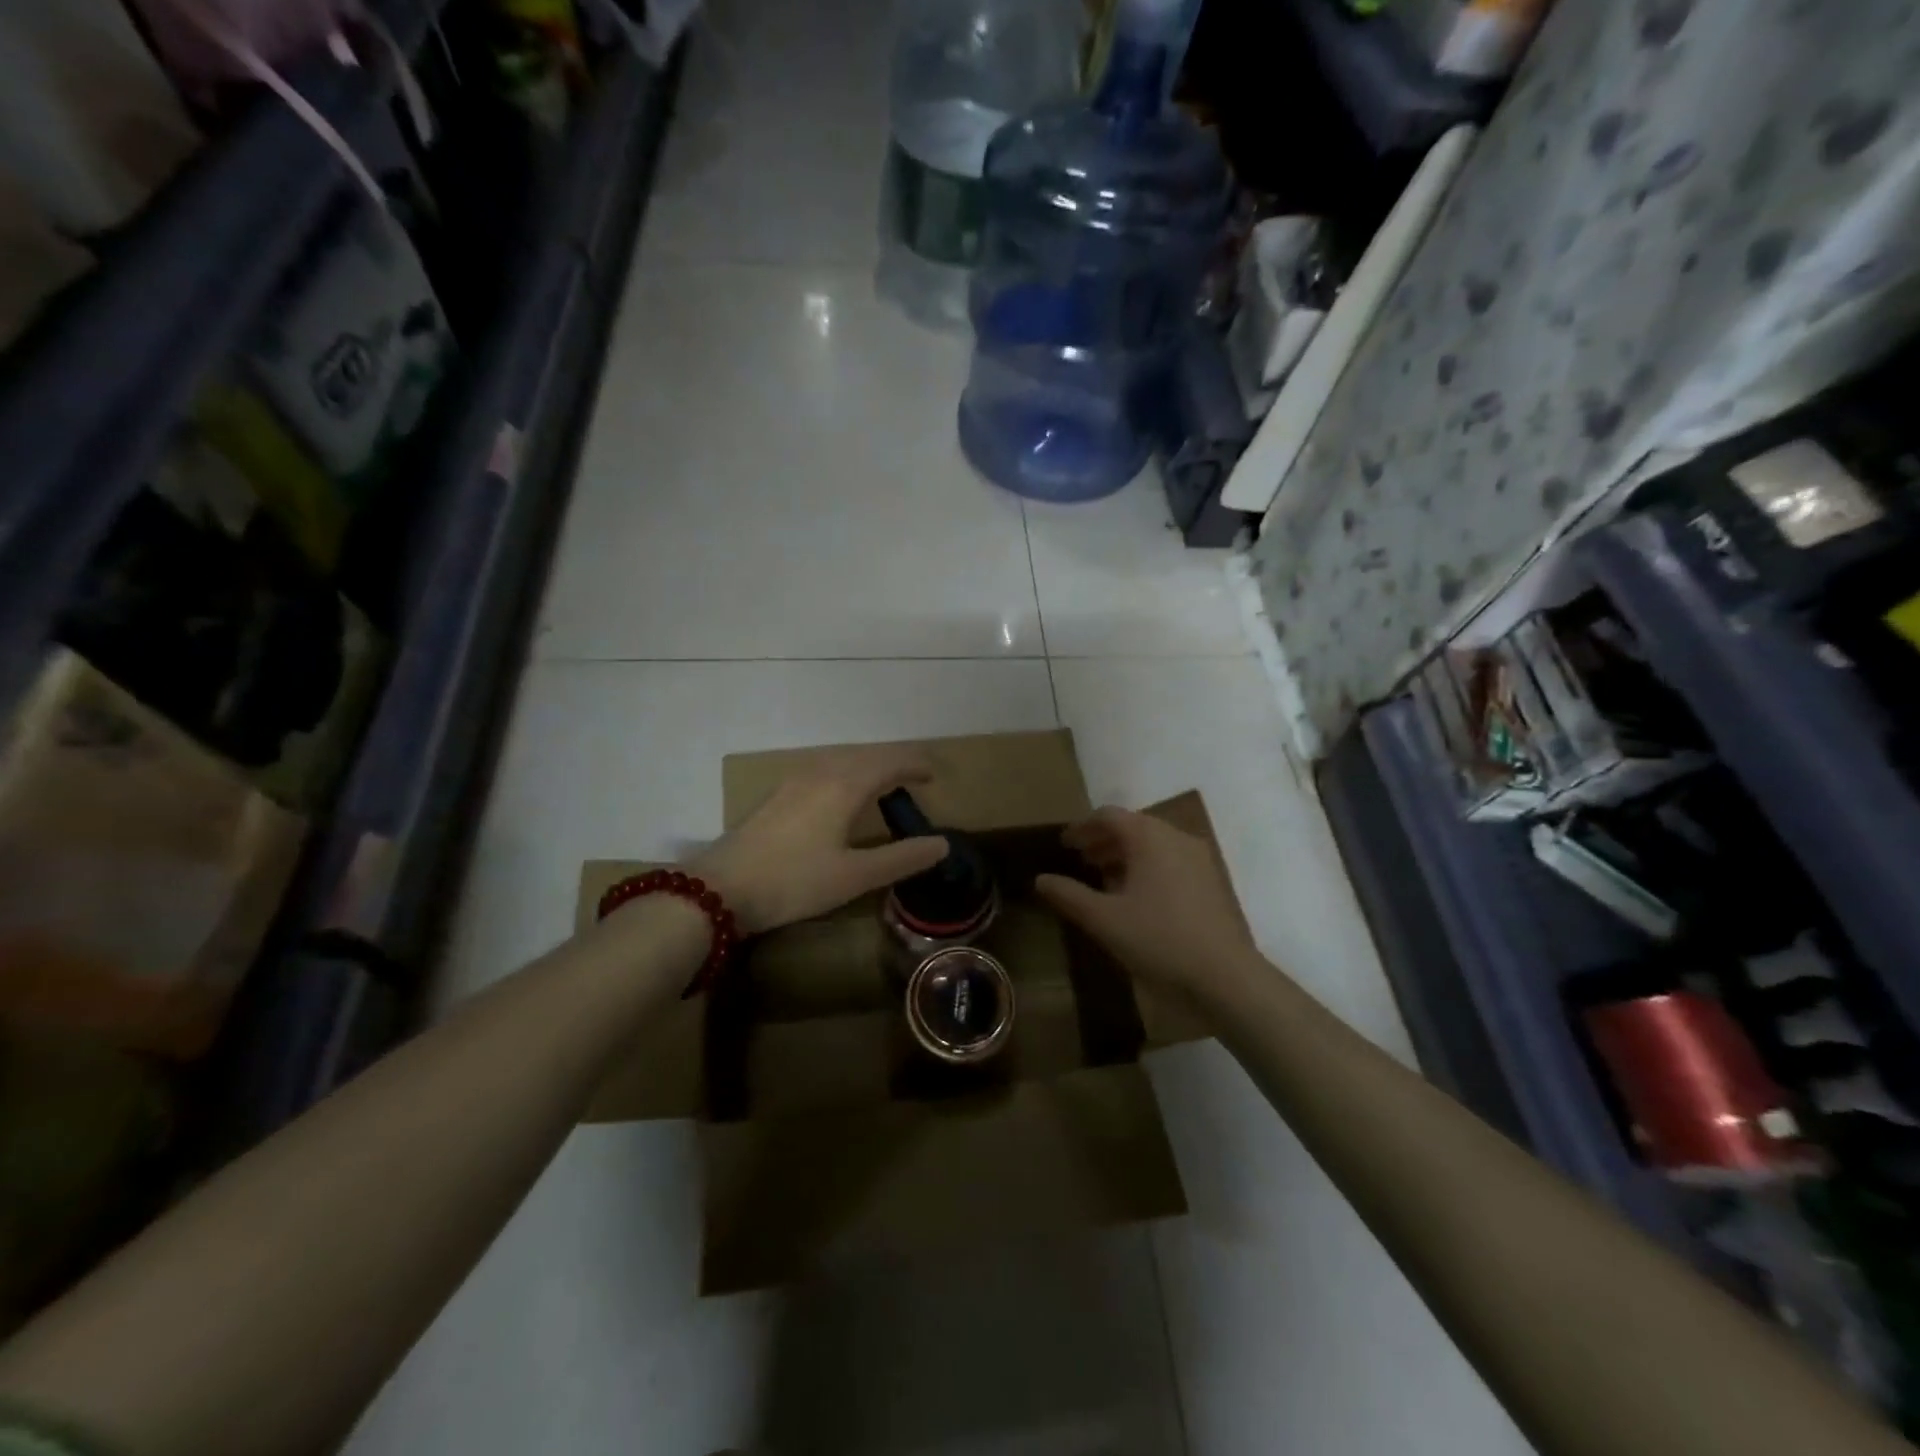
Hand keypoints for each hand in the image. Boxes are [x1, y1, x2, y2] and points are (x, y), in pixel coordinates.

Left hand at [689, 749, 949, 933]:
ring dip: (867, 767)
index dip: (915, 764)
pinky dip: (845, 774)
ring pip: (841, 760)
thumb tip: (942, 844)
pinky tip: (840, 796)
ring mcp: (793, 781)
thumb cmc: (794, 882)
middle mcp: (820, 772)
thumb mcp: (855, 876)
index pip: (889, 762)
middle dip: (893, 763)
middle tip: (915, 779)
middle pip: (866, 756)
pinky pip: (822, 770)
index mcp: (844, 786)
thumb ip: (901, 858)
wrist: (720, 889)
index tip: (934, 774)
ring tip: (883, 786)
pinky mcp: (777, 795)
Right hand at [1035, 807, 1256, 993]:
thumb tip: (1040, 879)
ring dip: (1126, 854)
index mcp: (1149, 837)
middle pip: (1133, 826)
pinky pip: (1171, 860)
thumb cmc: (1159, 940)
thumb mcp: (1104, 920)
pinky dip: (1148, 867)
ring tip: (1104, 878)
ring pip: (1154, 844)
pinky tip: (1137, 896)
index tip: (1064, 844)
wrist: (1226, 977)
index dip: (1082, 827)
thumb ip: (1069, 895)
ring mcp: (1199, 858)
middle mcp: (1176, 837)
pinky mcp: (1211, 881)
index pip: (1109, 816)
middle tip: (1081, 860)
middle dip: (1103, 840)